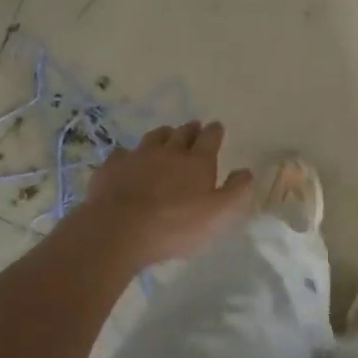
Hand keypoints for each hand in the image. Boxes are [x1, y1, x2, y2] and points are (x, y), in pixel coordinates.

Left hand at [72, 122, 255, 267]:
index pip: (210, 138)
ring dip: (163, 135)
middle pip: (182, 133)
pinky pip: (122, 153)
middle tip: (194, 127)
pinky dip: (129, 154)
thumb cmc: (176, 225)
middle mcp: (169, 152)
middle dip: (191, 129)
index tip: (217, 127)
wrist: (120, 229)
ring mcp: (138, 157)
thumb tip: (245, 171)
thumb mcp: (220, 214)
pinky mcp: (112, 168)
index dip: (215, 132)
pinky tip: (127, 159)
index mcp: (197, 162)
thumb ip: (237, 191)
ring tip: (166, 135)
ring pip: (153, 138)